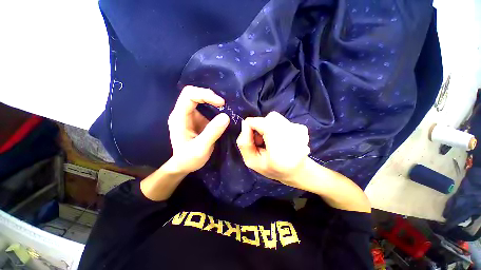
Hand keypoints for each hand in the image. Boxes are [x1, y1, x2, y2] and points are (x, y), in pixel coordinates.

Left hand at [168, 86, 229, 173]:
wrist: (184, 165)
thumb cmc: (189, 158)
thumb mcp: (201, 148)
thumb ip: (212, 132)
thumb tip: (226, 116)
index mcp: (179, 117)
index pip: (189, 95)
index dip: (206, 95)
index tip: (221, 103)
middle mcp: (182, 113)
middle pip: (193, 93)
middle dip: (209, 95)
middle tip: (224, 104)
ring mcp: (189, 115)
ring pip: (199, 98)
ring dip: (212, 100)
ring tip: (225, 107)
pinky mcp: (197, 119)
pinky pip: (205, 107)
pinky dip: (214, 107)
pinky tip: (221, 112)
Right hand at [236, 111, 310, 186]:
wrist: (295, 171)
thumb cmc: (271, 168)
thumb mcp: (251, 161)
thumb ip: (244, 144)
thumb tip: (245, 123)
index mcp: (280, 156)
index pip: (267, 126)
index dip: (253, 124)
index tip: (250, 133)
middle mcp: (295, 143)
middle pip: (271, 118)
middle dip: (260, 125)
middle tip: (261, 139)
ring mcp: (301, 135)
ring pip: (275, 117)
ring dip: (268, 125)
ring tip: (270, 139)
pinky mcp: (303, 129)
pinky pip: (282, 119)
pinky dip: (276, 126)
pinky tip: (279, 138)